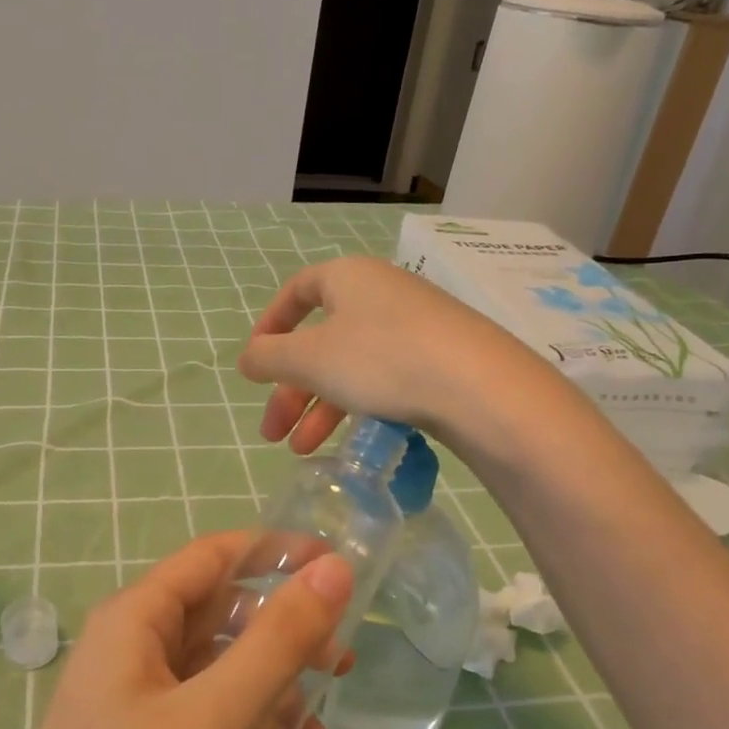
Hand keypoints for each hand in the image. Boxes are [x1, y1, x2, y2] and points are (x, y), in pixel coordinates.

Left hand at [0, 532, 353, 728]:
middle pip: (222, 615)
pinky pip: (205, 718)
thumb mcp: (211, 719)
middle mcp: (132, 647)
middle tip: (340, 670)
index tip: (340, 568)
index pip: (216, 555)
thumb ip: (277, 642)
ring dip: (272, 696)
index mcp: (137, 618)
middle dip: (284, 638)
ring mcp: (134, 700)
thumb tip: (334, 567)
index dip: (278, 551)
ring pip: (219, 671)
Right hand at [237, 256, 538, 455]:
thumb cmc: (381, 359)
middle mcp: (380, 293)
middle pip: (321, 340)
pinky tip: (352, 441)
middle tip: (273, 433)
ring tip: (303, 450)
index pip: (296, 291)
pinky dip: (359, 406)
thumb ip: (269, 358)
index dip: (270, 327)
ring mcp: (415, 326)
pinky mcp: (440, 358)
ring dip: (320, 408)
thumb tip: (247, 358)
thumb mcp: (310, 359)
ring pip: (351, 365)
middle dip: (291, 390)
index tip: (256, 366)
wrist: (480, 388)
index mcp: (347, 278)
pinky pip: (385, 378)